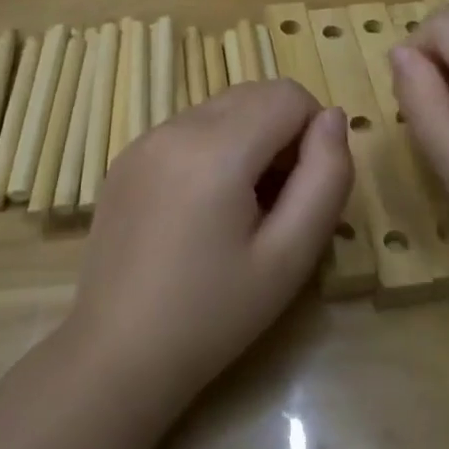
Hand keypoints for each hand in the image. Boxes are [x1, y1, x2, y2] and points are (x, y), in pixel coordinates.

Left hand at [64, 81, 351, 409]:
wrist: (117, 355)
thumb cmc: (213, 315)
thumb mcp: (290, 256)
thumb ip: (325, 178)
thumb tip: (332, 118)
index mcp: (215, 148)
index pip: (288, 94)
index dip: (313, 133)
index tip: (305, 188)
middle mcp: (175, 127)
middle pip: (254, 94)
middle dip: (282, 132)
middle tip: (279, 201)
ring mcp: (144, 139)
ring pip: (221, 108)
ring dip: (248, 138)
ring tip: (241, 208)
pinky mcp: (126, 158)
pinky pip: (188, 128)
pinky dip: (213, 148)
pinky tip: (202, 210)